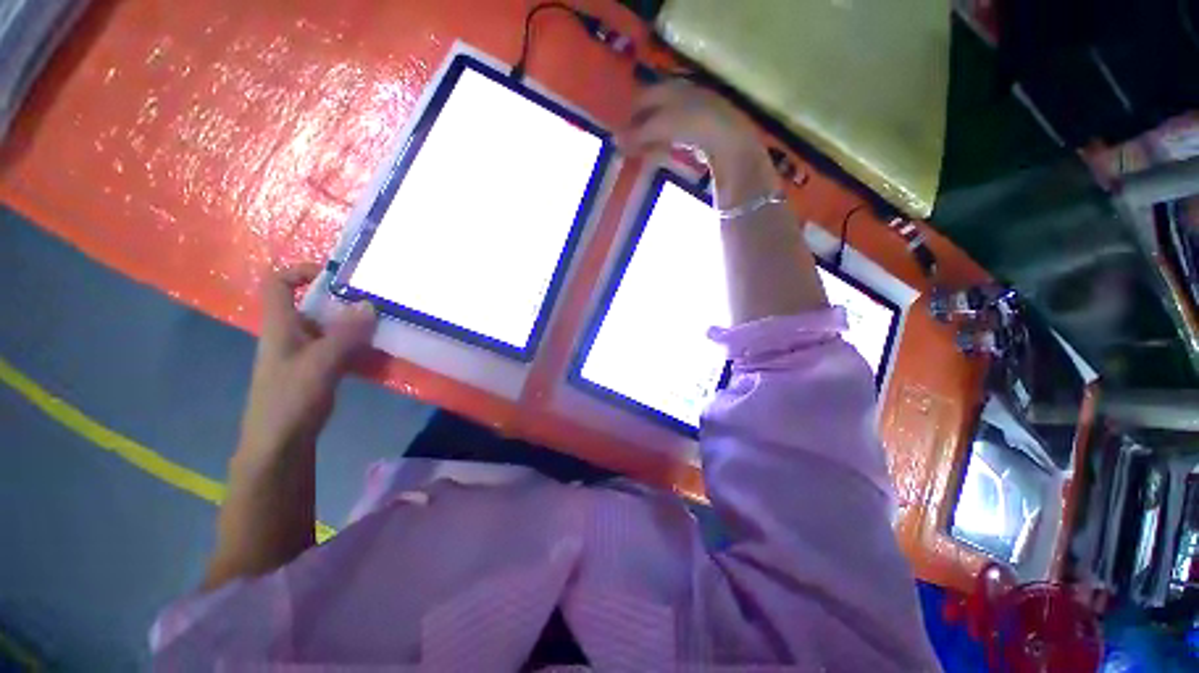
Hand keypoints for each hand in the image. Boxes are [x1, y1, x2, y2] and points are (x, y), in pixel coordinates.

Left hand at [237, 264, 375, 467]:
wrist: (280, 443)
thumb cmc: (290, 399)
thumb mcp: (320, 363)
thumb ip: (346, 334)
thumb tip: (370, 303)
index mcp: (280, 325)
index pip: (277, 283)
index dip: (301, 271)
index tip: (337, 275)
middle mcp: (291, 333)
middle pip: (312, 304)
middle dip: (343, 299)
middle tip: (376, 301)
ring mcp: (305, 352)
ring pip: (330, 326)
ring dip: (356, 324)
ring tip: (385, 325)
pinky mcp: (318, 369)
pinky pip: (340, 347)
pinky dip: (359, 345)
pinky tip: (379, 352)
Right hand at [619, 80, 771, 177]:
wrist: (728, 138)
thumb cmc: (691, 124)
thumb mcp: (659, 126)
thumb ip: (637, 134)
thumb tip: (615, 142)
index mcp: (671, 87)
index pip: (642, 97)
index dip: (629, 114)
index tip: (618, 132)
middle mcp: (682, 96)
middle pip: (653, 111)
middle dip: (639, 128)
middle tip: (626, 145)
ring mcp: (694, 114)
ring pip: (664, 126)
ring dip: (649, 139)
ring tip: (638, 153)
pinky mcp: (702, 133)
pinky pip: (675, 138)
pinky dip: (663, 145)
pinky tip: (657, 155)